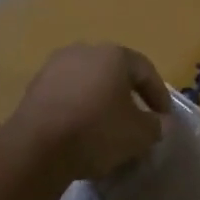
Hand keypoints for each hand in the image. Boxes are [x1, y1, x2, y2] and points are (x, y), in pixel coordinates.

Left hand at [11, 43, 172, 181]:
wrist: (36, 148)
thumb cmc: (97, 132)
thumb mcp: (139, 134)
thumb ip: (156, 126)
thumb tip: (161, 124)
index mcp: (113, 55)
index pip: (145, 70)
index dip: (159, 95)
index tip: (164, 119)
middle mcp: (83, 51)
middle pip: (114, 73)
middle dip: (128, 96)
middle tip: (138, 120)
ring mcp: (54, 67)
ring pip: (88, 83)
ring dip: (101, 102)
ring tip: (109, 128)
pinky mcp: (34, 88)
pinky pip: (67, 95)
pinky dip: (79, 109)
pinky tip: (82, 131)